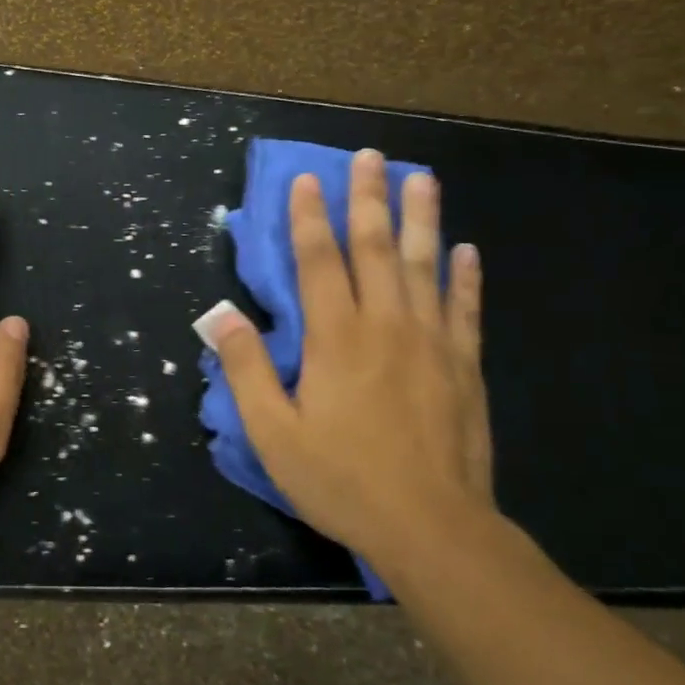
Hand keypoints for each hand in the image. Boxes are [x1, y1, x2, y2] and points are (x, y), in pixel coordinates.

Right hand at [208, 149, 492, 574]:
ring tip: (421, 178)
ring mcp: (432, 342)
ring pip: (425, 265)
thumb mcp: (273, 432)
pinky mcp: (464, 366)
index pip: (319, 261)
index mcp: (336, 337)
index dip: (309, 217)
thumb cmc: (342, 479)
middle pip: (376, 247)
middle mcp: (387, 325)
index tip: (308, 179)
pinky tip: (465, 250)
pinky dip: (465, 276)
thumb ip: (246, 369)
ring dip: (421, 218)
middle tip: (370, 155)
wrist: (433, 528)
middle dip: (369, 197)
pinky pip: (465, 309)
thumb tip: (219, 317)